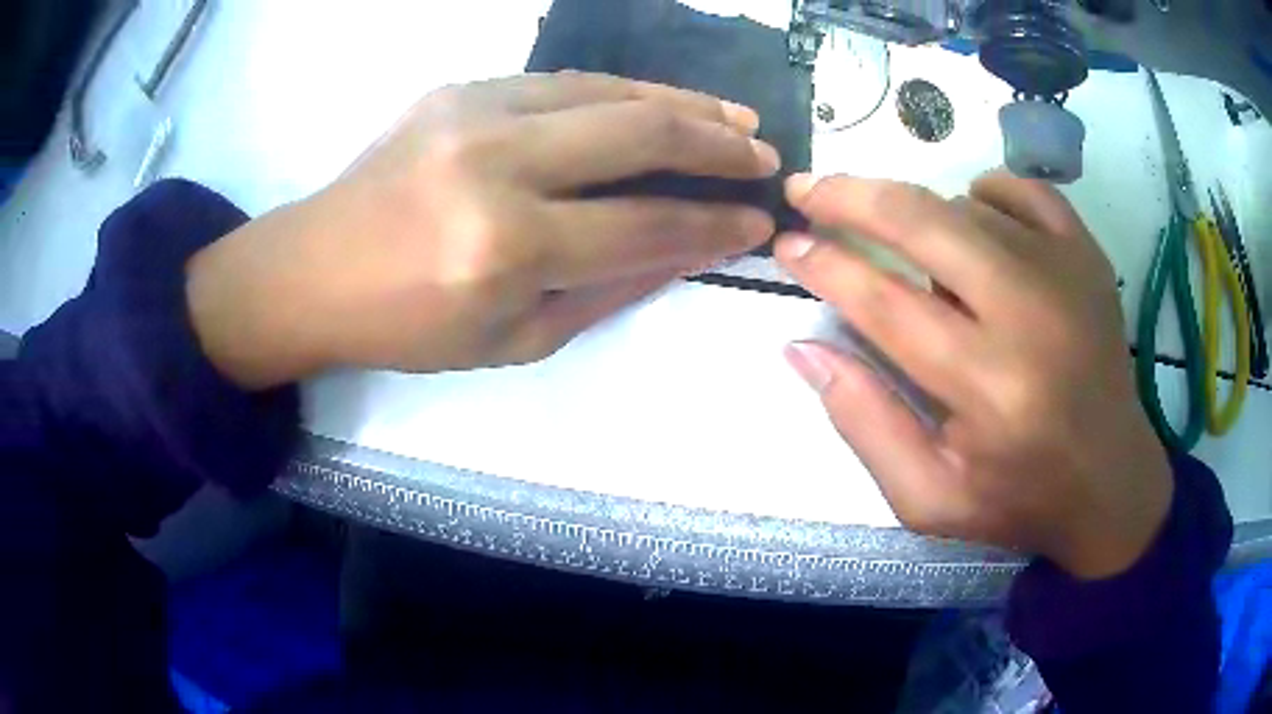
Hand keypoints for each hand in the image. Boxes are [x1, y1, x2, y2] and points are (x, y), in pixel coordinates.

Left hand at [187, 72, 778, 386]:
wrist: (314, 269)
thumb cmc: (409, 325)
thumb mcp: (515, 338)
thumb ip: (609, 290)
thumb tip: (687, 248)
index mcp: (507, 248)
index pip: (644, 226)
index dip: (713, 224)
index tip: (757, 221)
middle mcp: (496, 165)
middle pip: (639, 135)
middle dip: (718, 145)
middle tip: (764, 156)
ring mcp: (475, 111)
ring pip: (608, 90)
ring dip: (682, 104)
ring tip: (733, 119)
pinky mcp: (460, 87)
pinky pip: (564, 82)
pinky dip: (622, 93)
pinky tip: (656, 105)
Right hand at [777, 171, 1171, 579]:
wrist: (1111, 481)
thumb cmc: (1018, 497)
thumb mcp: (927, 496)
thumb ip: (863, 422)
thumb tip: (803, 348)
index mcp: (987, 387)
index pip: (884, 302)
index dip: (824, 265)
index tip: (786, 243)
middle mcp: (1030, 314)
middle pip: (922, 221)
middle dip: (850, 196)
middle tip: (809, 190)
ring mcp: (1066, 272)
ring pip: (964, 204)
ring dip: (920, 217)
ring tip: (913, 254)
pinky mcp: (1087, 254)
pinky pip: (1020, 190)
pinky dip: (983, 195)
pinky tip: (976, 226)